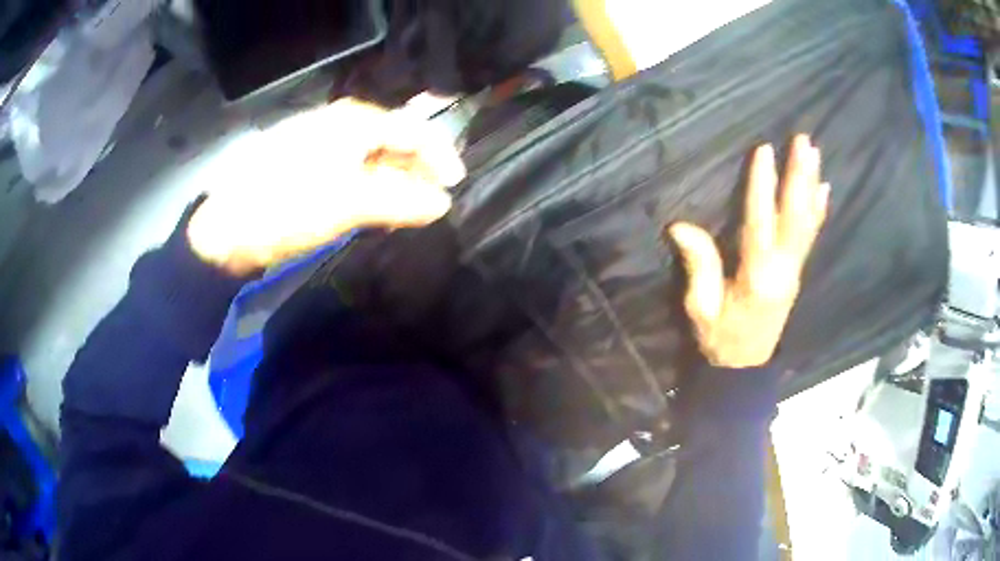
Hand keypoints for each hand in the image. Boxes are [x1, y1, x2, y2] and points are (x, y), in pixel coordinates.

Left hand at [187, 98, 465, 274]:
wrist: (225, 232)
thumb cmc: (287, 208)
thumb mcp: (348, 204)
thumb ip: (400, 201)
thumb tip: (442, 204)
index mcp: (351, 122)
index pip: (410, 130)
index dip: (438, 155)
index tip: (455, 185)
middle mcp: (338, 125)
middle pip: (391, 141)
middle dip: (416, 170)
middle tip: (433, 202)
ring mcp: (320, 146)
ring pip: (371, 158)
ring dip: (393, 182)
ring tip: (409, 211)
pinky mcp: (306, 168)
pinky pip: (350, 172)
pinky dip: (369, 190)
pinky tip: (374, 210)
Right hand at [668, 135, 829, 367]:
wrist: (746, 369)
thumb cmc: (721, 339)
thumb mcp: (701, 308)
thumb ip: (698, 266)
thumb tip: (680, 226)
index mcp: (757, 276)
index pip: (760, 222)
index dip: (762, 186)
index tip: (765, 150)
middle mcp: (783, 268)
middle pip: (794, 216)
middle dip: (799, 175)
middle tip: (804, 141)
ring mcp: (794, 270)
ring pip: (807, 221)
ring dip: (811, 184)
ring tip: (815, 153)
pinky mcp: (797, 272)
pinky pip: (811, 236)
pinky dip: (819, 210)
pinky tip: (824, 189)